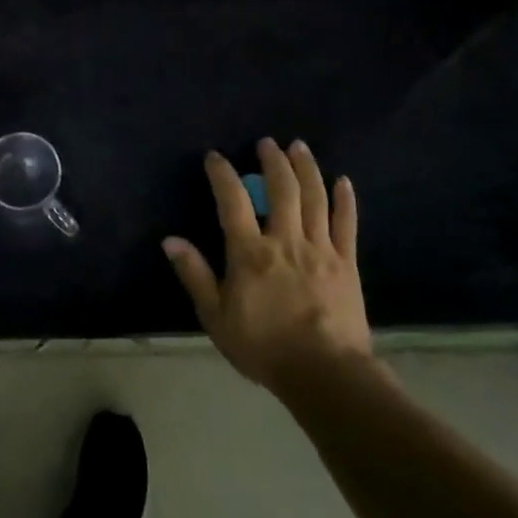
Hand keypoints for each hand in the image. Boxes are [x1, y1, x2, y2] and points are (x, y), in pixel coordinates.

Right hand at [163, 138, 371, 396]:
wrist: (325, 375)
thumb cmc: (263, 347)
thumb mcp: (216, 316)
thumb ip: (195, 275)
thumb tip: (170, 240)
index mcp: (250, 252)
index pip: (233, 201)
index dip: (222, 174)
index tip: (215, 157)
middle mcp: (285, 240)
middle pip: (282, 189)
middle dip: (273, 161)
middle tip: (267, 143)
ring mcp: (320, 249)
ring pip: (315, 198)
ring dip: (306, 168)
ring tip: (299, 147)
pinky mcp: (347, 264)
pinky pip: (346, 224)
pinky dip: (345, 200)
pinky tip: (343, 181)